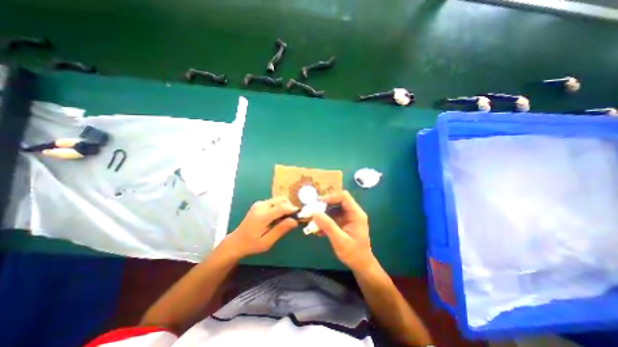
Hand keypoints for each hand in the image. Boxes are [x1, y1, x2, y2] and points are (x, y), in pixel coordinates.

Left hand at [225, 196, 299, 257]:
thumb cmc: (252, 244)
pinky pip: (274, 202)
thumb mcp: (267, 242)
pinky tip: (279, 217)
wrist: (236, 241)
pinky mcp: (259, 204)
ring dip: (285, 206)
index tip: (301, 214)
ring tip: (286, 218)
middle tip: (294, 218)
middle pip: (281, 200)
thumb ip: (281, 230)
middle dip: (290, 207)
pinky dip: (280, 207)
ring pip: (279, 200)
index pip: (282, 207)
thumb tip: (295, 221)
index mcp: (262, 216)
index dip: (293, 209)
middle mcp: (261, 206)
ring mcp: (259, 204)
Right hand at [312, 191, 373, 271]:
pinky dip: (325, 220)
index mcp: (356, 214)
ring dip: (324, 213)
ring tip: (313, 221)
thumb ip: (327, 225)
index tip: (318, 202)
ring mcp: (349, 217)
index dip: (331, 197)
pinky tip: (318, 230)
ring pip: (334, 208)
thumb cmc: (353, 253)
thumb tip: (314, 213)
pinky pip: (333, 217)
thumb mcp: (339, 240)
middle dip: (325, 204)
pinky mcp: (344, 222)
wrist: (361, 265)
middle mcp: (353, 213)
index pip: (344, 197)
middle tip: (313, 209)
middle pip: (338, 201)